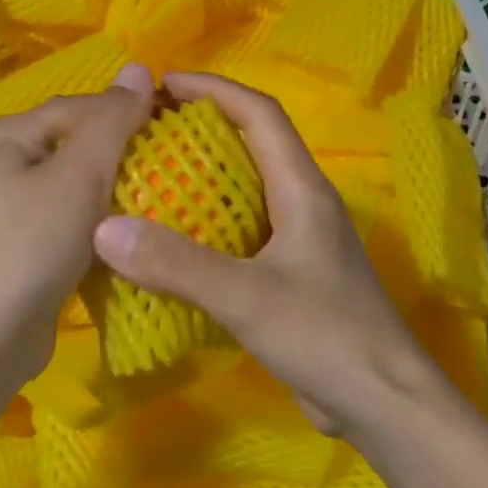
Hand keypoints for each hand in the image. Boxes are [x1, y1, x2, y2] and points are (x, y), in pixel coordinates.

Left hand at [0, 63, 153, 392]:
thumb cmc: (32, 244)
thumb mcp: (79, 174)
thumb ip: (112, 120)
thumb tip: (137, 67)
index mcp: (7, 135)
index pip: (80, 107)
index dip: (128, 115)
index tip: (175, 133)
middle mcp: (2, 164)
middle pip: (77, 145)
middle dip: (122, 157)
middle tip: (172, 170)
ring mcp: (10, 208)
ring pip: (77, 186)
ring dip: (114, 193)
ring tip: (159, 200)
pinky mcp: (22, 247)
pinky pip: (70, 220)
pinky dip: (98, 224)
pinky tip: (127, 235)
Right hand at [90, 72, 438, 435]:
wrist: (383, 403)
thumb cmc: (326, 336)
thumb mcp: (247, 297)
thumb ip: (178, 264)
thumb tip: (104, 228)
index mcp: (303, 189)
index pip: (260, 115)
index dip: (214, 89)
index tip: (162, 84)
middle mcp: (303, 204)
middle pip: (252, 144)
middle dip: (202, 127)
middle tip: (144, 131)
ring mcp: (299, 240)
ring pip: (246, 189)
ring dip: (203, 176)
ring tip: (148, 178)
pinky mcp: (290, 274)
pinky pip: (242, 232)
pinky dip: (207, 224)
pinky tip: (172, 243)